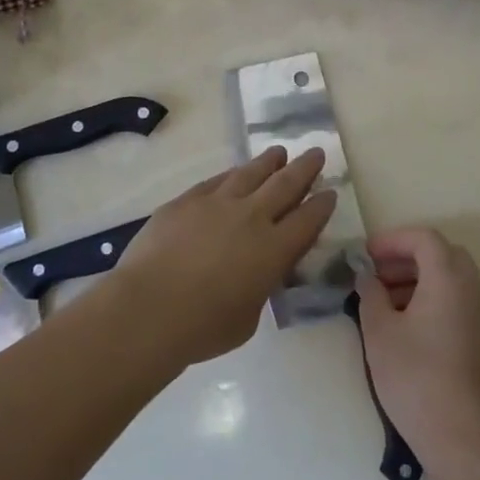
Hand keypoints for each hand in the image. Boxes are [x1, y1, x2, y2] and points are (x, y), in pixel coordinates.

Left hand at [108, 146, 336, 366]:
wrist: (149, 308)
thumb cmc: (203, 327)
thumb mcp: (248, 317)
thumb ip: (260, 287)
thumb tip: (257, 274)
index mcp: (274, 249)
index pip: (307, 220)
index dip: (322, 205)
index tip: (330, 192)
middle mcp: (251, 217)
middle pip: (285, 184)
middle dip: (305, 168)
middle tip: (316, 152)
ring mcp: (216, 203)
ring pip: (250, 173)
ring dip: (268, 162)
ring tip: (279, 152)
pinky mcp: (186, 201)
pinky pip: (215, 180)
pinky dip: (231, 174)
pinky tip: (234, 172)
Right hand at [354, 227, 479, 472]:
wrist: (462, 438)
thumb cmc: (416, 378)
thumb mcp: (379, 332)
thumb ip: (370, 294)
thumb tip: (367, 276)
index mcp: (449, 278)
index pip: (424, 238)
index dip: (392, 240)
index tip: (364, 256)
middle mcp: (472, 288)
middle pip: (441, 253)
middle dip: (405, 257)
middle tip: (375, 274)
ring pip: (450, 277)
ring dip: (418, 277)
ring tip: (383, 300)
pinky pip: (457, 299)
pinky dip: (431, 296)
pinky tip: (405, 323)